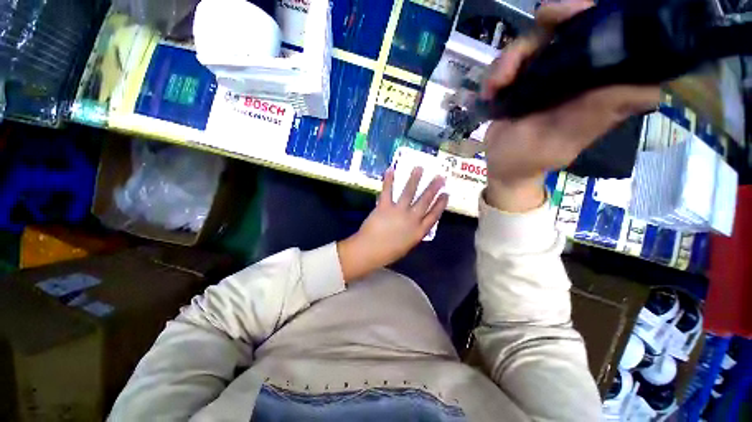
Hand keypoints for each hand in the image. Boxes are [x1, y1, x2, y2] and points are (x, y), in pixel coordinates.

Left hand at [337, 167, 447, 282]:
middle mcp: (412, 219)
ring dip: (415, 179)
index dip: (441, 204)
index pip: (434, 215)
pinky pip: (388, 191)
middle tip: (440, 177)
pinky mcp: (384, 206)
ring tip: (419, 168)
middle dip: (433, 188)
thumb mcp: (407, 245)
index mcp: (419, 231)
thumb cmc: (388, 253)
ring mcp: (398, 211)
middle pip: (425, 201)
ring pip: (409, 192)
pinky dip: (389, 180)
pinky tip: (391, 169)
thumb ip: (413, 233)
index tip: (446, 194)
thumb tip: (417, 222)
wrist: (369, 252)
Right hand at [481, 0, 659, 211]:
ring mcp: (551, 75)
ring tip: (496, 86)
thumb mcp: (562, 142)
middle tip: (541, 20)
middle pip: (576, 26)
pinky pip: (513, 59)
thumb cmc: (528, 159)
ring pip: (538, 38)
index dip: (602, 18)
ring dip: (512, 57)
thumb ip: (594, 116)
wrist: (500, 165)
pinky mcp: (526, 80)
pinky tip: (490, 92)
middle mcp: (581, 75)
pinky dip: (498, 71)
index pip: (619, 39)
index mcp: (602, 87)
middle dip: (556, 21)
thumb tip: (649, 89)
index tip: (575, 13)